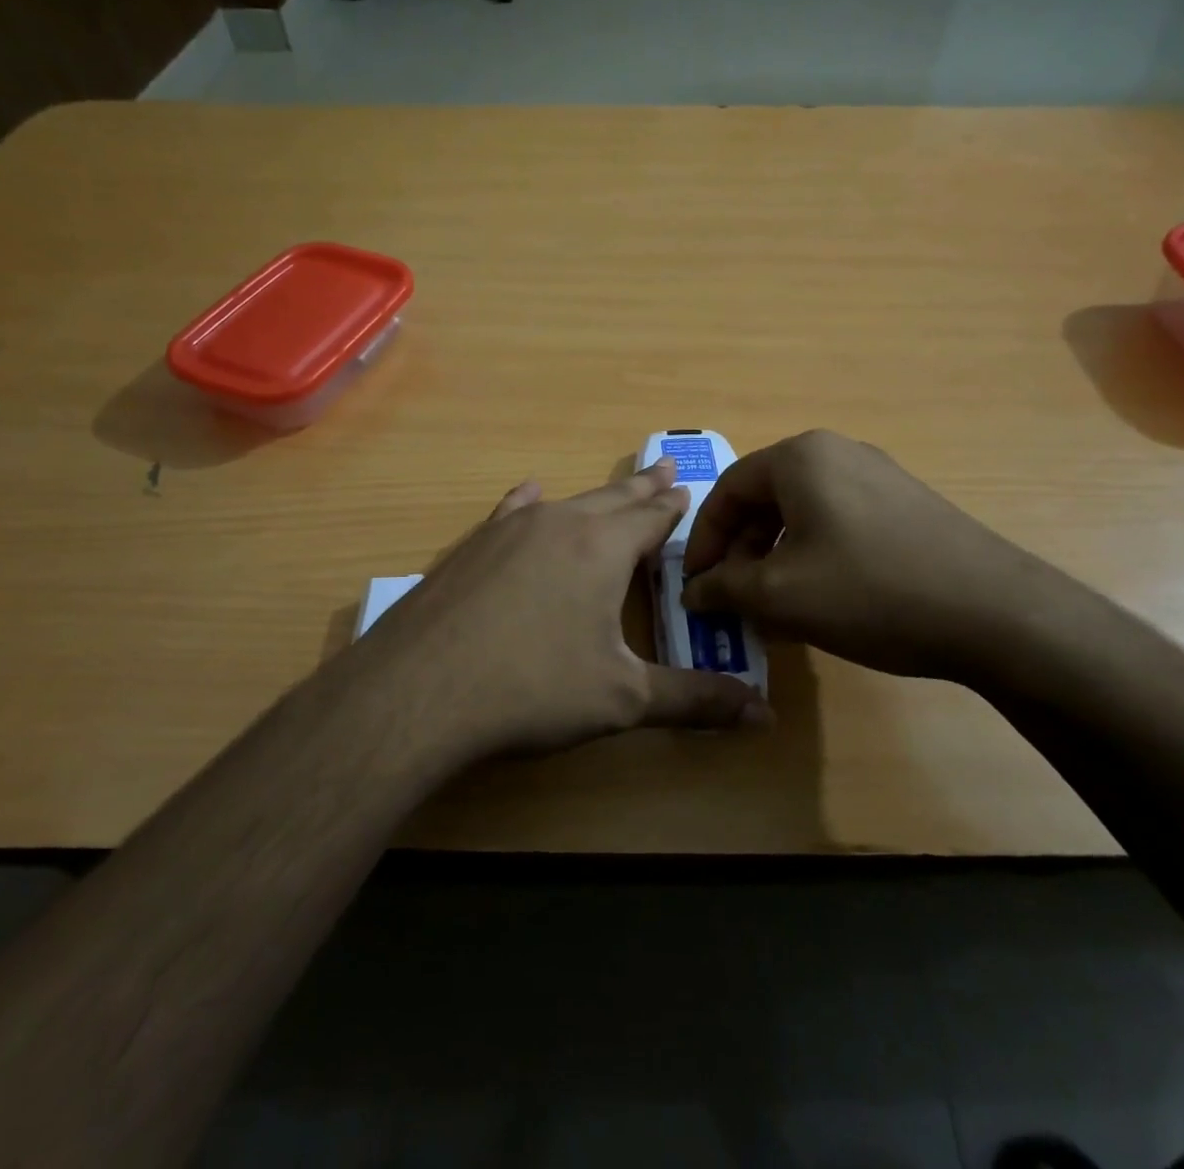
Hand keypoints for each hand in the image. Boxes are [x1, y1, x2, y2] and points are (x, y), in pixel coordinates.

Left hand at [354, 459, 768, 759]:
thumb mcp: (622, 699)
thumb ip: (694, 701)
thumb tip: (764, 715)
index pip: (651, 518)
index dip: (674, 507)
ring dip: (595, 496)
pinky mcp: (471, 548)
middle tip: (665, 468)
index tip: (688, 489)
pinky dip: (529, 502)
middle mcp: (559, 524)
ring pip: (566, 502)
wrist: (419, 691)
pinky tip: (528, 492)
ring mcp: (508, 531)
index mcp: (602, 549)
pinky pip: (511, 513)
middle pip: (612, 498)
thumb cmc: (532, 690)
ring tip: (615, 486)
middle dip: (643, 488)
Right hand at [681, 430, 1062, 683]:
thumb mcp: (779, 594)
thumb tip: (693, 591)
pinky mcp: (906, 504)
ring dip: (775, 556)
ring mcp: (878, 476)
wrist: (994, 613)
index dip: (704, 540)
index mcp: (800, 457)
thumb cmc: (870, 591)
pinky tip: (822, 598)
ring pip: (803, 513)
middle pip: (765, 498)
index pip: (728, 490)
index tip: (696, 584)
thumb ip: (724, 587)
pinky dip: (814, 555)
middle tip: (734, 597)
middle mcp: (837, 452)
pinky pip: (839, 522)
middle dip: (741, 550)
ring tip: (774, 604)